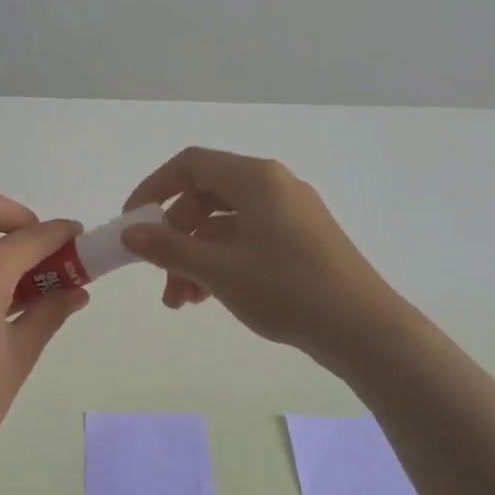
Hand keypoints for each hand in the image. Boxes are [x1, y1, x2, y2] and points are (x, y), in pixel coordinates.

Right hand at [119, 147, 414, 368]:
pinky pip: (249, 239)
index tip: (132, 222)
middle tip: (160, 276)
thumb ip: (169, 249)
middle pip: (206, 197)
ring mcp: (291, 213)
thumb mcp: (219, 270)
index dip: (154, 189)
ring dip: (196, 256)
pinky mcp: (301, 240)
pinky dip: (223, 262)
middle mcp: (274, 186)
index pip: (191, 165)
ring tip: (182, 301)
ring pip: (226, 224)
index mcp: (256, 178)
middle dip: (175, 237)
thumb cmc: (287, 289)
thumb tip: (130, 232)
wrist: (364, 329)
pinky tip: (209, 297)